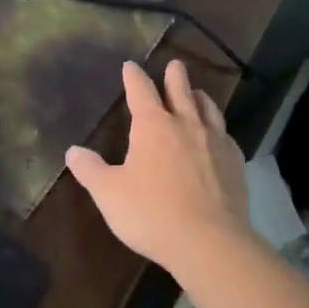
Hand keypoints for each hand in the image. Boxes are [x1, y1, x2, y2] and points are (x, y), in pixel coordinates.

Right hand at [66, 60, 252, 281]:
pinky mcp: (235, 165)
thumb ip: (90, 170)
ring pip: (208, 110)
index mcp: (153, 126)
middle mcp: (186, 126)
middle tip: (175, 64)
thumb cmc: (152, 213)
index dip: (134, 77)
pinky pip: (227, 138)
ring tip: (198, 94)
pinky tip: (220, 138)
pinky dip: (220, 131)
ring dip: (200, 98)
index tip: (130, 66)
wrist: (210, 243)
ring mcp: (215, 144)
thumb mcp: (109, 193)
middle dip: (175, 76)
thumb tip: (73, 151)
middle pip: (181, 91)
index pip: (141, 91)